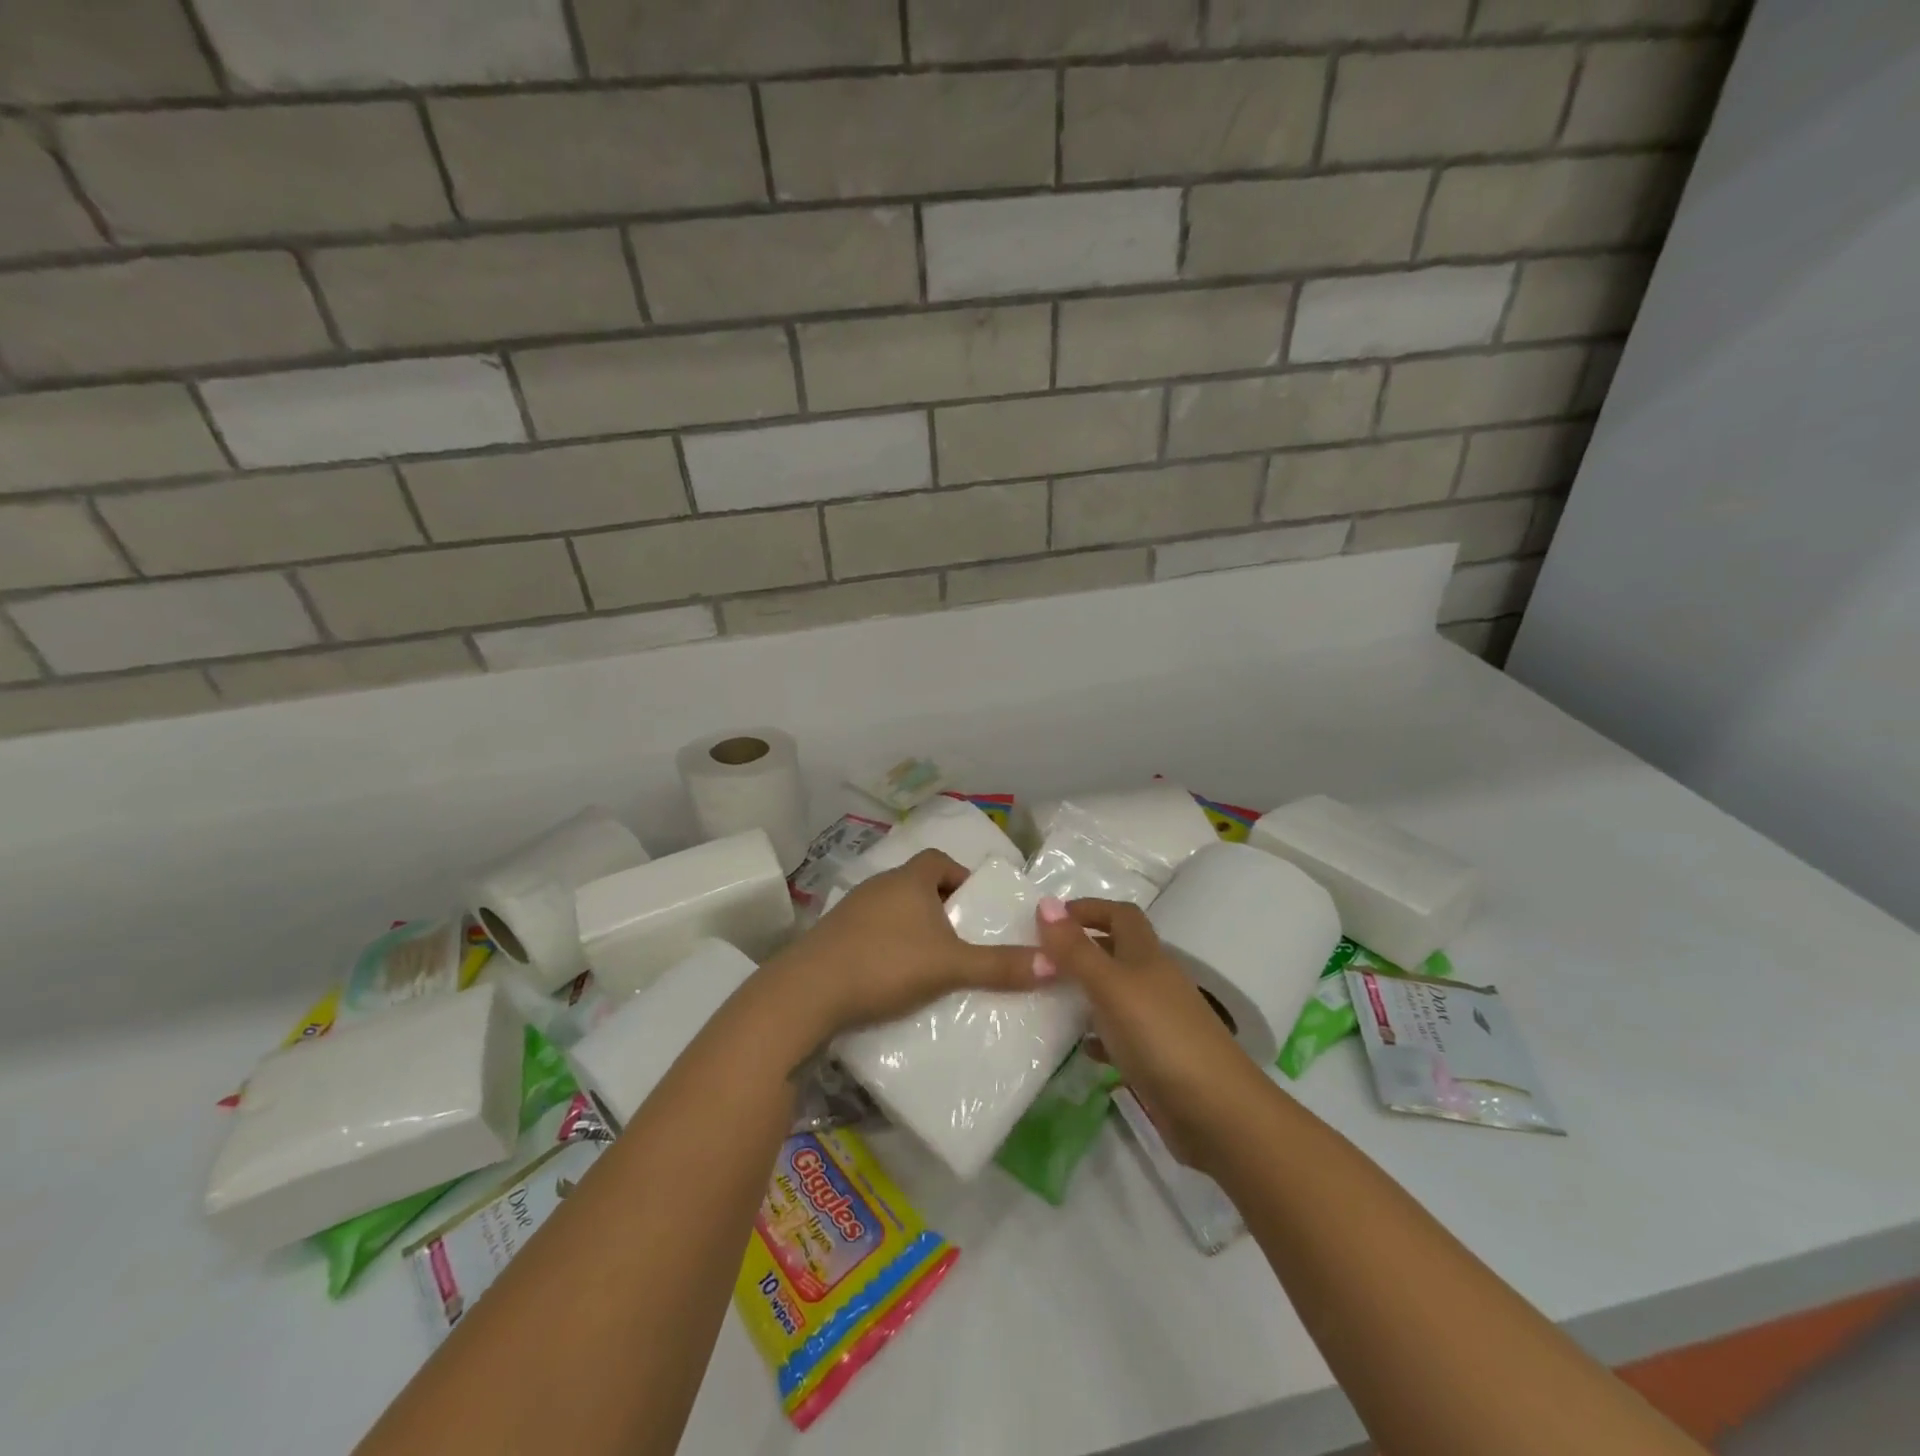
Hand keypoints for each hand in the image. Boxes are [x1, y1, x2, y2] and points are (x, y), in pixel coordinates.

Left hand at [768, 850, 1044, 1038]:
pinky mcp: (831, 937)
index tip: (975, 906)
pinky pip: (869, 931)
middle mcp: (878, 885)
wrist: (807, 992)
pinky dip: (886, 945)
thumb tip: (1056, 964)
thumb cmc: (886, 964)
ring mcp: (850, 910)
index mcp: (908, 880)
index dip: (961, 878)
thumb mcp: (950, 966)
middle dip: (939, 906)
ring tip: (931, 961)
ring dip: (911, 927)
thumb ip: (1000, 966)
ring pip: (891, 909)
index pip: (939, 861)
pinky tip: (892, 976)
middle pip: (916, 884)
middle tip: (960, 937)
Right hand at [1035, 896, 1261, 1167]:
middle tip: (1039, 959)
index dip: (1088, 909)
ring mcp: (1158, 1022)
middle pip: (1118, 952)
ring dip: (1086, 992)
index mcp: (1147, 956)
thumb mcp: (1111, 987)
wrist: (1218, 1113)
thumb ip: (1076, 950)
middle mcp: (1154, 982)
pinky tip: (1078, 1048)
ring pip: (1116, 994)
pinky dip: (1098, 1036)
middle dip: (1082, 948)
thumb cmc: (1161, 1037)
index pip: (1120, 915)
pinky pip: (1120, 1037)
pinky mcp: (1157, 1059)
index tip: (1049, 918)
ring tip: (1047, 999)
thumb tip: (1045, 901)